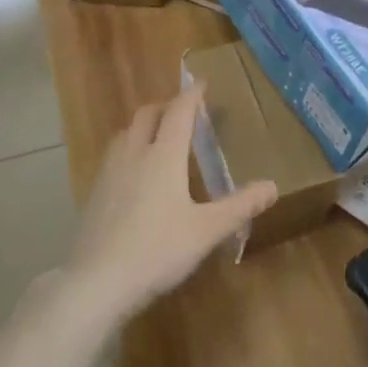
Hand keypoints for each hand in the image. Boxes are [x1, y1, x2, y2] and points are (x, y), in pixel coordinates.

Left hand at [66, 88, 276, 322]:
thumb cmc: (158, 250)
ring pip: (126, 133)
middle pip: (147, 114)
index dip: (191, 95)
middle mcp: (135, 153)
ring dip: (143, 126)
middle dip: (165, 106)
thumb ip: (240, 206)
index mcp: (164, 155)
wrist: (97, 281)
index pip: (178, 111)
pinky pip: (113, 156)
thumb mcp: (207, 230)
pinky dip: (128, 150)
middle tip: (182, 113)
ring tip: (158, 138)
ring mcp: (110, 172)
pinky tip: (134, 174)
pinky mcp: (94, 193)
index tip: (201, 84)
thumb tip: (273, 186)